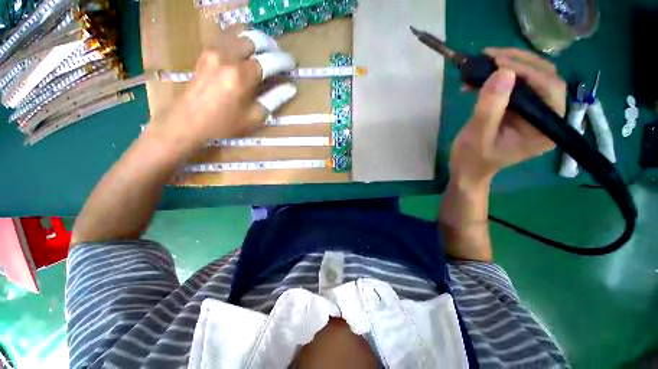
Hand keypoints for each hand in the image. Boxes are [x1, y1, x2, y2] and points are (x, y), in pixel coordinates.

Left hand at [146, 30, 296, 155]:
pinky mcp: (206, 52)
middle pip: (254, 39)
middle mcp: (227, 57)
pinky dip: (240, 39)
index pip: (269, 60)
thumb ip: (274, 100)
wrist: (188, 121)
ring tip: (264, 50)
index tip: (292, 64)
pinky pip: (226, 37)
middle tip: (279, 55)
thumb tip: (290, 88)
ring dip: (256, 39)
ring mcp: (214, 51)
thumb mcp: (254, 117)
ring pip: (239, 33)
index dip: (284, 61)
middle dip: (271, 45)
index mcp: (241, 76)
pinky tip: (246, 49)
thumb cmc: (224, 123)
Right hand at [449, 48, 566, 187]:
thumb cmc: (472, 159)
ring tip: (483, 63)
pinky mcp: (520, 109)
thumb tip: (502, 72)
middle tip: (490, 56)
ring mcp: (534, 112)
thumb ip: (490, 108)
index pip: (550, 88)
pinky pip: (516, 85)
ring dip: (508, 66)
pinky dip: (499, 77)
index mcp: (545, 129)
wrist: (467, 170)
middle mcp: (547, 117)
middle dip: (518, 62)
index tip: (498, 63)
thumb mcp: (477, 136)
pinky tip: (480, 78)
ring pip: (532, 77)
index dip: (528, 71)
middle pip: (544, 77)